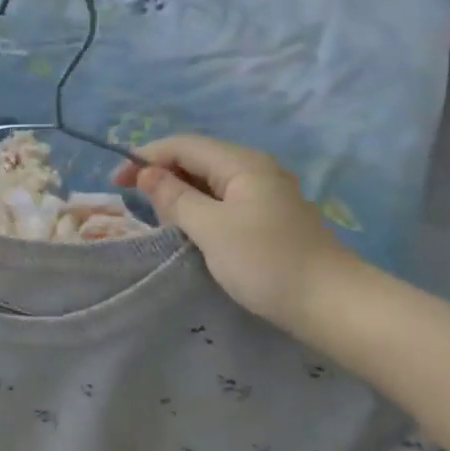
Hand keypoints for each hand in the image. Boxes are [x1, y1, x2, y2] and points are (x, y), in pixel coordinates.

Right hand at [112, 135, 348, 329]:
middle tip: (140, 208)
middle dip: (162, 176)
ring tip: (163, 223)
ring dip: (180, 195)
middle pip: (196, 159)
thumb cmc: (266, 262)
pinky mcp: (269, 218)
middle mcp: (254, 169)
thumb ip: (174, 197)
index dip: (145, 158)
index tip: (116, 184)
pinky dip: (200, 210)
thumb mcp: (210, 228)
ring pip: (209, 182)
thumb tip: (146, 174)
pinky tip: (192, 232)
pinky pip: (223, 201)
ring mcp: (264, 194)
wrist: (333, 305)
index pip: (182, 145)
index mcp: (241, 163)